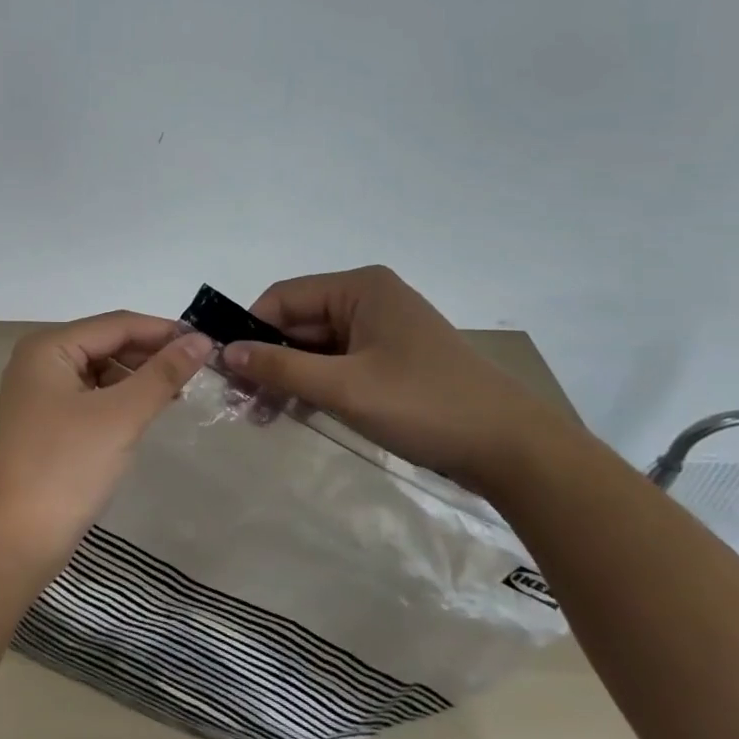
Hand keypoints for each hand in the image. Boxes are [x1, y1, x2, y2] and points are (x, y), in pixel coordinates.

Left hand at [0, 312, 210, 572]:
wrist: (14, 540)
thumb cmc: (66, 467)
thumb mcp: (120, 416)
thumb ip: (161, 374)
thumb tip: (200, 340)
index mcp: (48, 347)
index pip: (116, 324)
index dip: (163, 330)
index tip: (209, 342)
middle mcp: (40, 361)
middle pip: (107, 344)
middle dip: (151, 354)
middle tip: (200, 369)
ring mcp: (41, 394)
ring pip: (101, 371)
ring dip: (139, 378)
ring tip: (181, 391)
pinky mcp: (48, 423)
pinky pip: (92, 397)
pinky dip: (122, 400)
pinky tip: (149, 411)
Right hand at [223, 265, 586, 494]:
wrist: (514, 451)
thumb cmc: (425, 405)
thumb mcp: (345, 388)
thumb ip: (281, 367)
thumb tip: (226, 352)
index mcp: (360, 288)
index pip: (283, 298)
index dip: (250, 330)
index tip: (224, 368)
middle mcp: (369, 299)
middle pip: (299, 322)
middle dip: (268, 359)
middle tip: (240, 401)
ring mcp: (382, 330)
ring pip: (316, 346)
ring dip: (288, 376)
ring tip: (261, 414)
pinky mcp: (392, 360)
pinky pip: (338, 363)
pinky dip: (315, 384)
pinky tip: (295, 412)